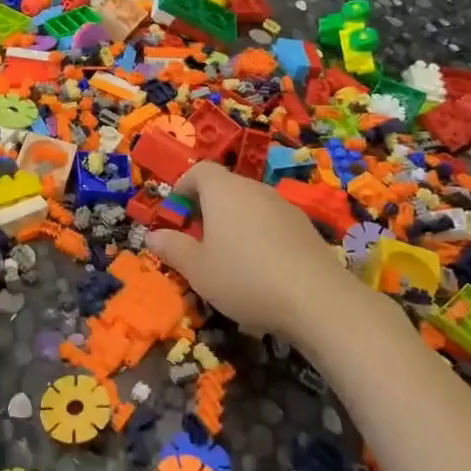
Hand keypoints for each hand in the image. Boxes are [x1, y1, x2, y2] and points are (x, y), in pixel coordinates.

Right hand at [145, 163, 364, 344]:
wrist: (317, 299)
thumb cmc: (244, 277)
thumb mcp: (197, 269)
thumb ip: (172, 248)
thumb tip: (152, 236)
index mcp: (223, 190)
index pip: (199, 171)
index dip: (183, 188)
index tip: (176, 214)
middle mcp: (254, 189)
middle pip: (225, 186)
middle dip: (207, 207)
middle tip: (197, 239)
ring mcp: (284, 206)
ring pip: (250, 204)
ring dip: (234, 222)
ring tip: (228, 257)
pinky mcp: (306, 227)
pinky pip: (272, 222)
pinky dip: (260, 235)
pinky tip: (261, 268)